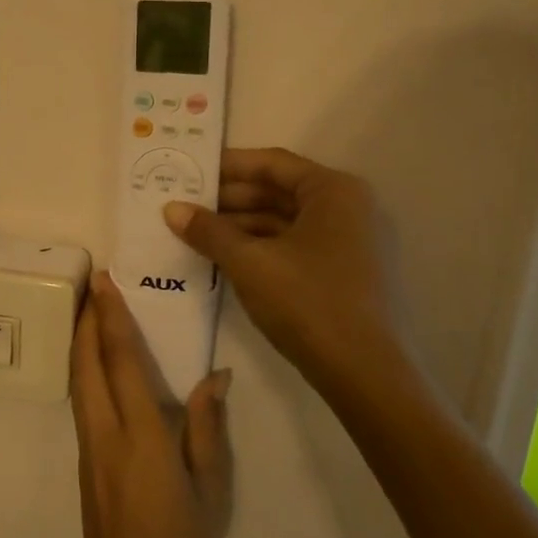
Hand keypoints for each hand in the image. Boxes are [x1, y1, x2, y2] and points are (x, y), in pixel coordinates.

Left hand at [69, 274, 233, 537]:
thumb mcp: (211, 494)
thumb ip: (207, 430)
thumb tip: (215, 376)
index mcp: (140, 439)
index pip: (121, 363)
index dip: (111, 318)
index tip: (105, 280)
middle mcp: (105, 436)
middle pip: (86, 364)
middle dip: (86, 319)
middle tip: (94, 283)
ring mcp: (88, 450)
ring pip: (78, 382)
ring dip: (81, 342)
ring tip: (91, 311)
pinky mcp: (85, 465)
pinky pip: (82, 402)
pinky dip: (85, 370)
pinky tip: (99, 364)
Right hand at [163, 147, 417, 400]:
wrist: (366, 373)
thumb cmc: (308, 302)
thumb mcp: (249, 263)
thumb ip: (209, 231)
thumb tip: (171, 209)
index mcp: (334, 191)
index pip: (272, 163)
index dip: (228, 166)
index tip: (191, 171)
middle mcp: (349, 207)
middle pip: (280, 191)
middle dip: (231, 199)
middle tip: (186, 205)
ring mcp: (351, 242)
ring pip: (286, 221)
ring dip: (242, 226)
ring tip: (197, 234)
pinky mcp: (347, 272)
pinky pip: (296, 246)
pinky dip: (262, 247)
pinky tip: (226, 259)